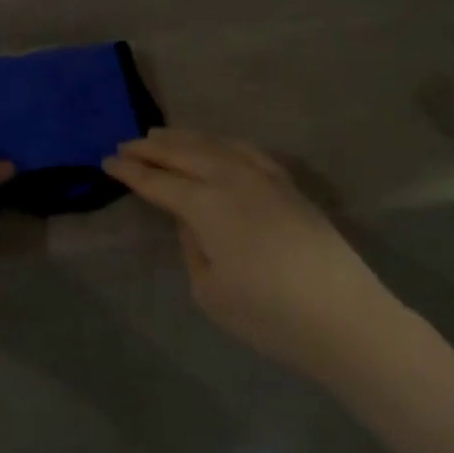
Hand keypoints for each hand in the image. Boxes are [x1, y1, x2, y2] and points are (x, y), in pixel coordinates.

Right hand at [104, 128, 397, 375]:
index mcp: (205, 205)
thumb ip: (192, 246)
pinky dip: (221, 142)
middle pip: (182, 153)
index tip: (107, 161)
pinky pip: (245, 150)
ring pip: (213, 144)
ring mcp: (263, 176)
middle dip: (151, 148)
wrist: (346, 318)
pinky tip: (215, 144)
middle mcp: (230, 178)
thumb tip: (191, 220)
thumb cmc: (270, 315)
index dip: (130, 171)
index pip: (158, 181)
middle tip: (125, 143)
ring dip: (183, 138)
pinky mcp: (287, 184)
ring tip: (160, 134)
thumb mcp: (211, 292)